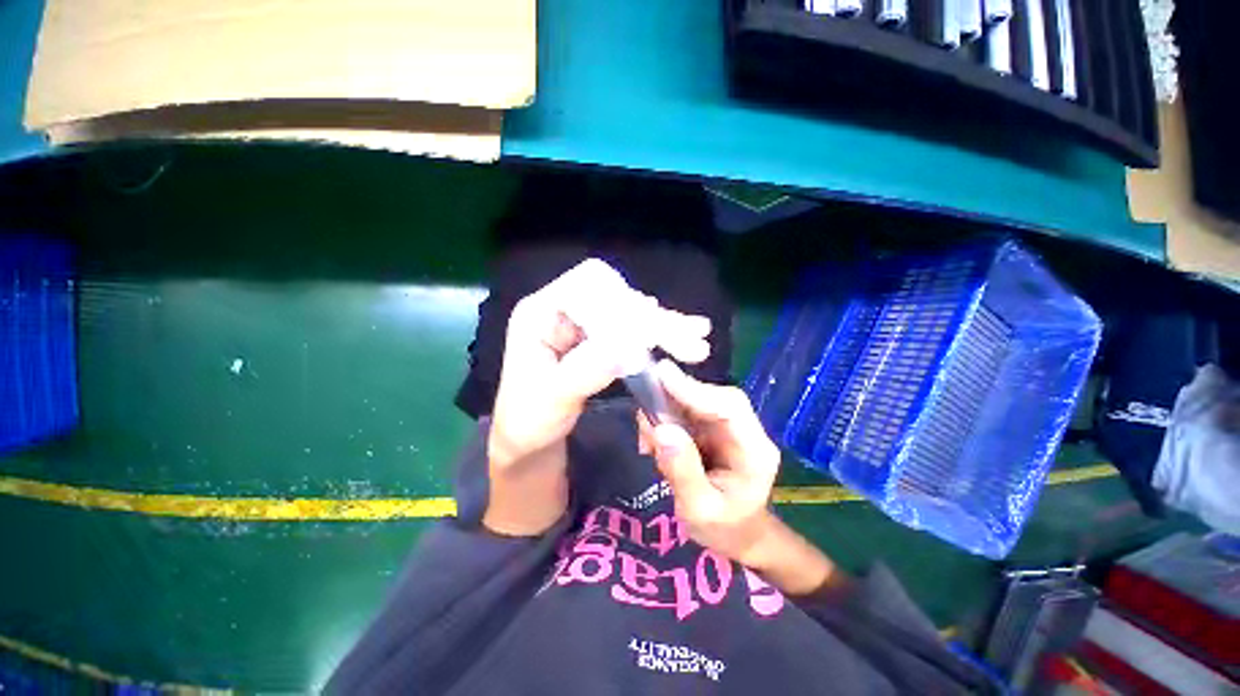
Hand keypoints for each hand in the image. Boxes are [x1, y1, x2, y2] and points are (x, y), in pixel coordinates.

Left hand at [484, 260, 710, 535]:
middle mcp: (561, 308)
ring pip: (627, 309)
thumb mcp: (551, 401)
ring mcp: (580, 322)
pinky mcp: (595, 336)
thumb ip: (585, 372)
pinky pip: (629, 327)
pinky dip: (657, 333)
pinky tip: (682, 335)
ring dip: (662, 323)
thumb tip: (626, 348)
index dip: (622, 304)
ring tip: (697, 336)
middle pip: (613, 295)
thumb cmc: (529, 422)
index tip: (653, 333)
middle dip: (651, 317)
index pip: (587, 286)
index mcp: (539, 313)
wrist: (529, 439)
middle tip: (690, 339)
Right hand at [638, 361, 838, 595]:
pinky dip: (665, 419)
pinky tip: (653, 441)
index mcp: (754, 450)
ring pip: (696, 402)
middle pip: (712, 398)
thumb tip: (661, 429)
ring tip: (647, 438)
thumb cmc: (723, 529)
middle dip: (675, 398)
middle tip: (644, 407)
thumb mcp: (699, 510)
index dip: (695, 389)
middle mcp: (745, 431)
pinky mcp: (712, 429)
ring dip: (666, 410)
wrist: (737, 537)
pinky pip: (687, 413)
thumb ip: (682, 471)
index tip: (661, 376)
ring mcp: (728, 428)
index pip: (730, 406)